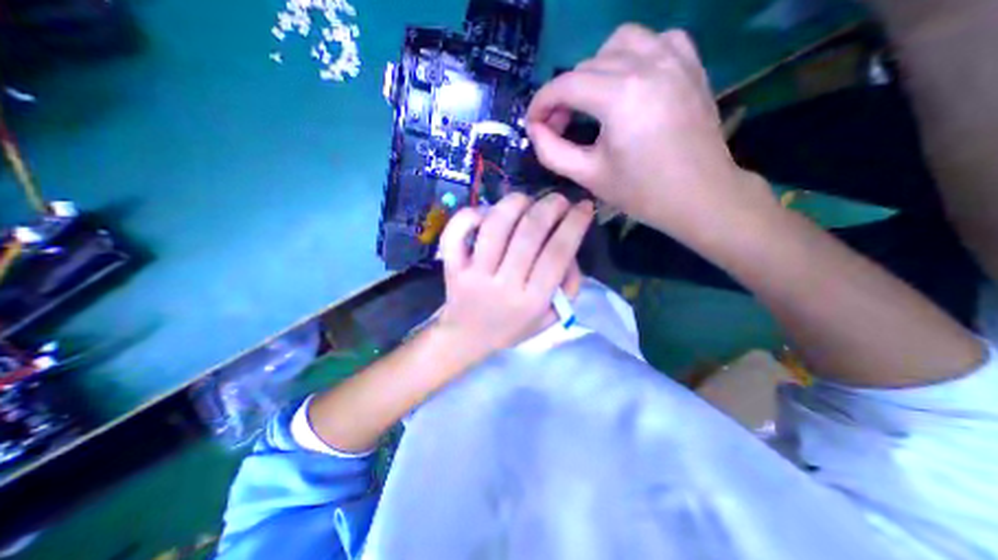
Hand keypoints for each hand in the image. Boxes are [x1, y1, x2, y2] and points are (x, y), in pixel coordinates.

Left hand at [437, 194, 590, 357]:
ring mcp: (473, 274)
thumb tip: (570, 251)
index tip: (583, 206)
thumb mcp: (549, 317)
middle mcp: (503, 285)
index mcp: (531, 301)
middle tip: (558, 199)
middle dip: (549, 206)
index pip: (557, 254)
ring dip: (515, 203)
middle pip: (528, 233)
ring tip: (527, 199)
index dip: (574, 224)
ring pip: (495, 226)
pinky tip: (485, 213)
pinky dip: (470, 214)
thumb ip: (568, 287)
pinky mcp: (452, 267)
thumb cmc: (511, 328)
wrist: (467, 338)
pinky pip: (455, 233)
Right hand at [526, 25, 774, 247]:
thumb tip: (535, 129)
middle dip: (564, 94)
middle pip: (586, 65)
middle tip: (561, 125)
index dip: (541, 102)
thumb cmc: (641, 193)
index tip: (532, 123)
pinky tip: (628, 83)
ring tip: (592, 102)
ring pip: (618, 43)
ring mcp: (674, 58)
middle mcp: (647, 64)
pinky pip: (653, 41)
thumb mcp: (588, 176)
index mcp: (620, 96)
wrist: (699, 196)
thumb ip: (552, 152)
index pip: (565, 85)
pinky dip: (631, 56)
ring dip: (594, 70)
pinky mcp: (690, 63)